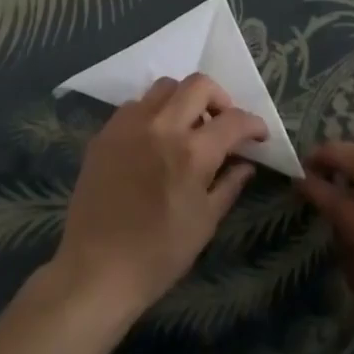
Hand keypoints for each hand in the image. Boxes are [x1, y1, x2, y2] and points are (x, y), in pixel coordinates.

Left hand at [53, 75, 265, 320]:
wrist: (95, 269)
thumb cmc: (158, 255)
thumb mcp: (204, 224)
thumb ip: (229, 185)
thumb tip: (246, 163)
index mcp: (192, 153)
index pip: (233, 120)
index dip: (253, 124)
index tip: (258, 135)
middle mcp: (162, 126)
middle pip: (199, 84)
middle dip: (220, 98)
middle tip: (223, 122)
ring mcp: (130, 124)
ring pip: (165, 86)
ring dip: (184, 99)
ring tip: (187, 126)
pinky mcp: (106, 131)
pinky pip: (136, 104)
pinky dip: (153, 112)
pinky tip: (154, 138)